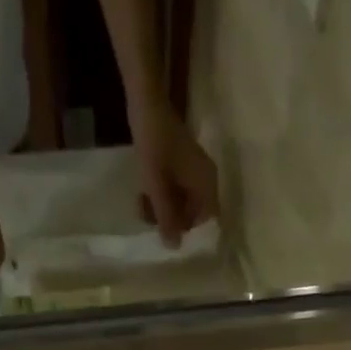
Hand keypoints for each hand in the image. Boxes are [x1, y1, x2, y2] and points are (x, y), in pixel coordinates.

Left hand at [131, 103, 219, 246]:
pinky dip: (163, 195)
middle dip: (173, 220)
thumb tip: (174, 247)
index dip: (189, 230)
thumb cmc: (154, 145)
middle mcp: (206, 179)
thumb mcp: (157, 187)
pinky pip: (177, 188)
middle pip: (194, 211)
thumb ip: (166, 217)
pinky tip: (145, 195)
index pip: (207, 220)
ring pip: (183, 201)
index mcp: (206, 184)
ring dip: (165, 208)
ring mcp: (194, 170)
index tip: (169, 233)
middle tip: (151, 221)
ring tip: (143, 208)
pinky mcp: (183, 163)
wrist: (146, 102)